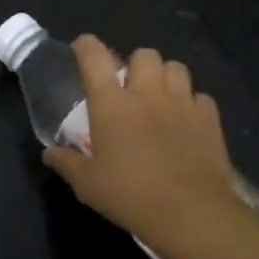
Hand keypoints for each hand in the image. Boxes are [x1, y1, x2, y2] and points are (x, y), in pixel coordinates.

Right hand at [42, 36, 247, 253]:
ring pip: (176, 67)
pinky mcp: (209, 117)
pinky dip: (191, 102)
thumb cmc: (130, 195)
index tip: (82, 48)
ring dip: (165, 76)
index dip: (86, 46)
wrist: (190, 212)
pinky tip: (186, 120)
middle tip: (130, 86)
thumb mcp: (88, 185)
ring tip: (160, 96)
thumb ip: (67, 163)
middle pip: (144, 54)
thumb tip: (49, 153)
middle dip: (135, 63)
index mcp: (111, 103)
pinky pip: (200, 96)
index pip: (94, 57)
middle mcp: (146, 93)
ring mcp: (182, 102)